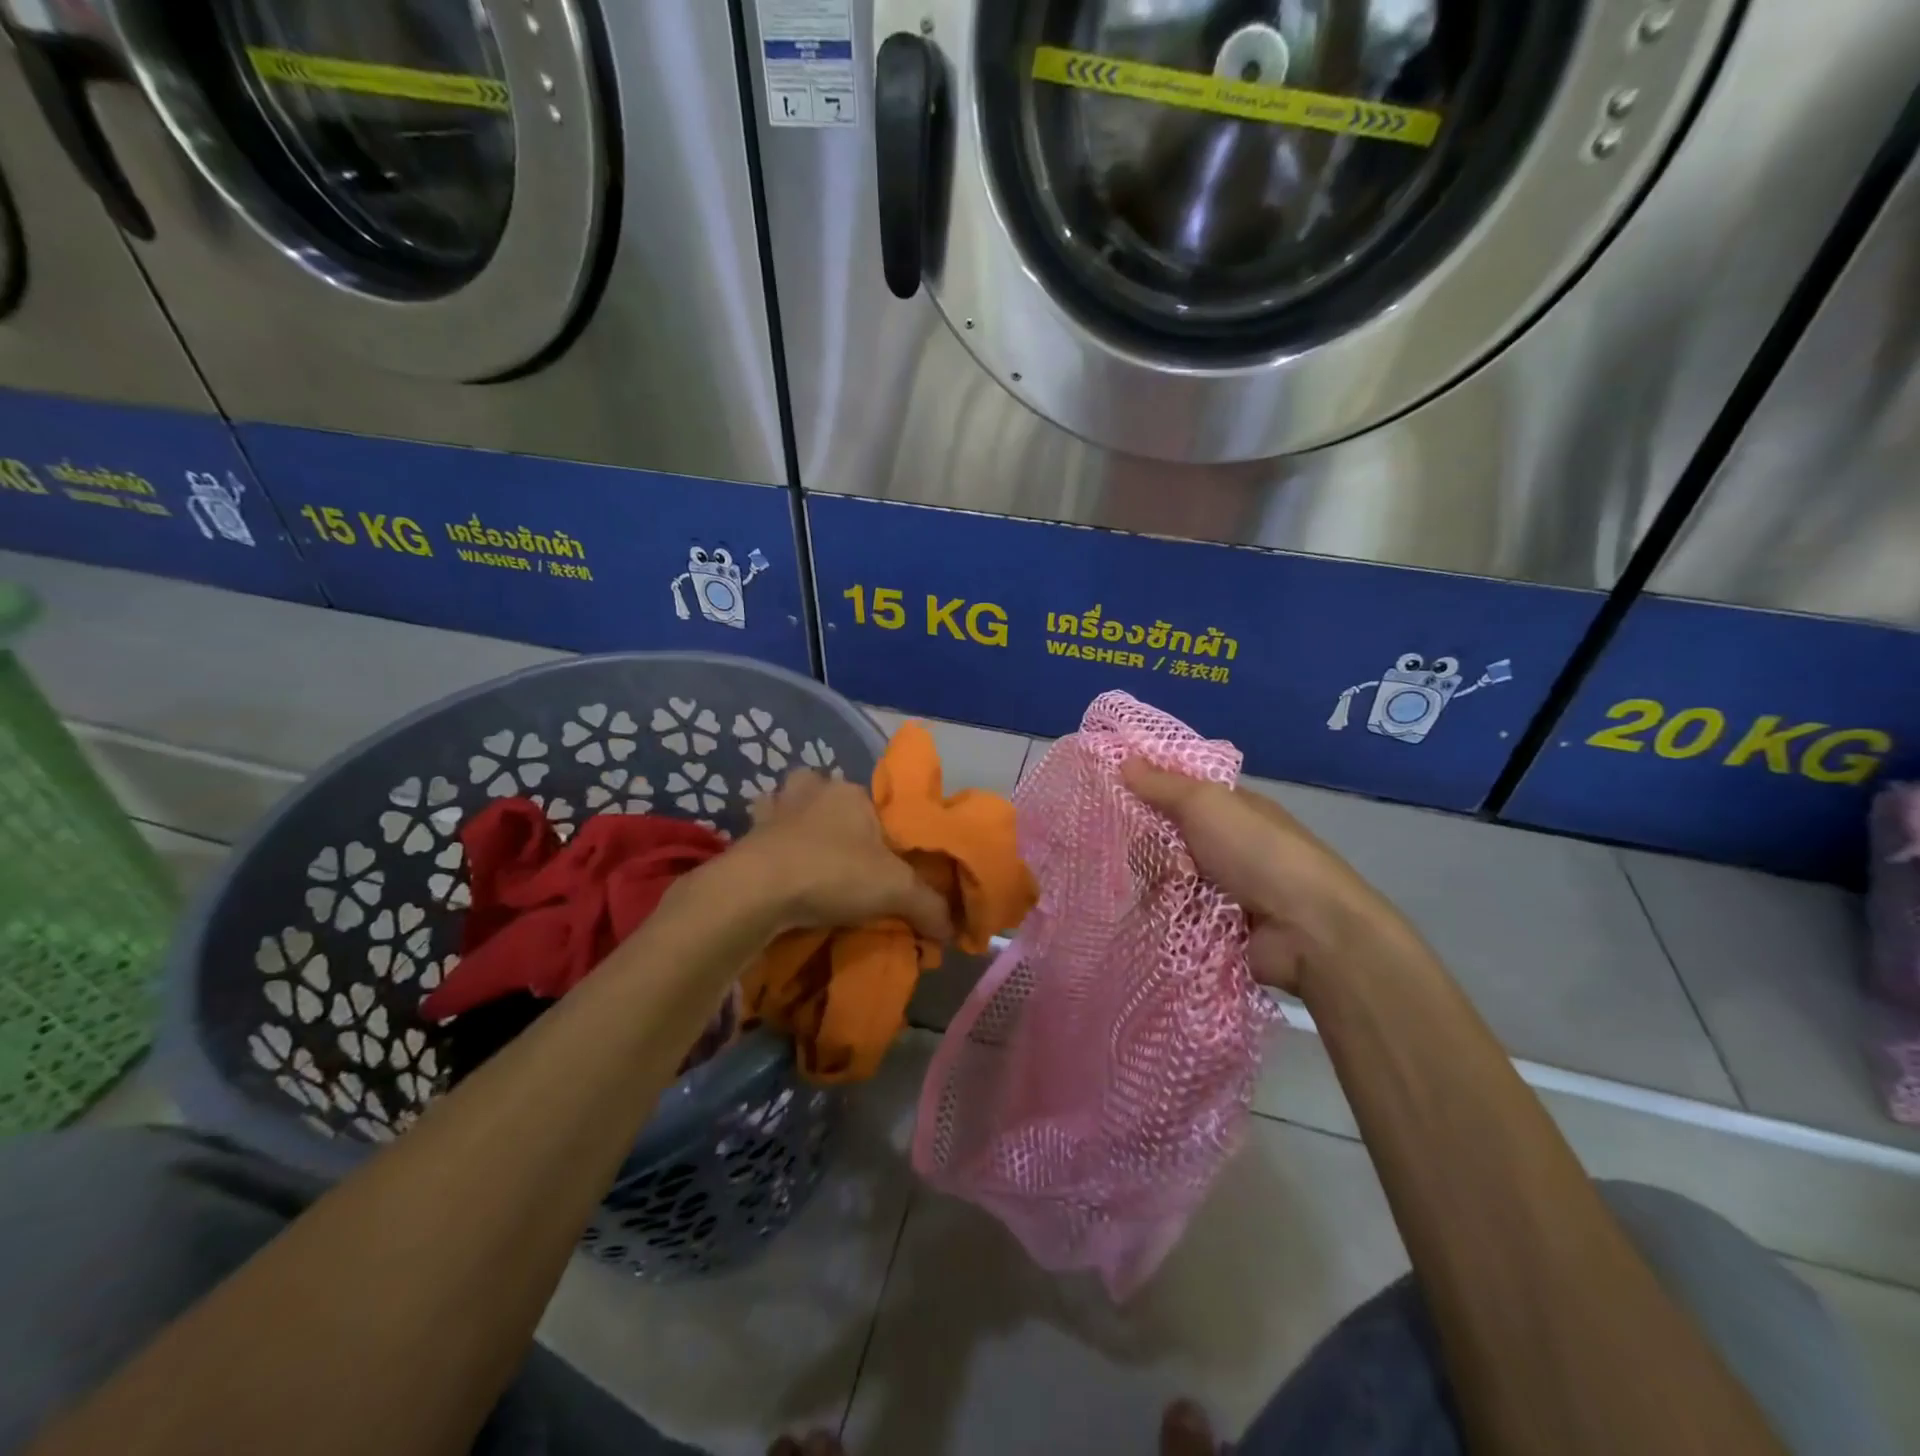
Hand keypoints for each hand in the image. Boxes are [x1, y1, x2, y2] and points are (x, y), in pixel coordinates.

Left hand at [733, 769, 952, 941]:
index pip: (872, 801)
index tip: (882, 857)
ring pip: (787, 806)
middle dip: (832, 815)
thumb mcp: (896, 890)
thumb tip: (955, 930)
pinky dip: (766, 846)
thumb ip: (929, 906)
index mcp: (850, 793)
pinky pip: (760, 835)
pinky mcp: (744, 835)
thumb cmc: (835, 874)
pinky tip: (775, 870)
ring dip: (793, 823)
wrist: (758, 891)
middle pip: (826, 794)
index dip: (879, 827)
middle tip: (844, 854)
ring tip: (805, 856)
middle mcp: (811, 791)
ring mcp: (774, 810)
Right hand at [1121, 760, 1412, 992]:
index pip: (1179, 791)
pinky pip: (1174, 914)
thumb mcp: (1207, 804)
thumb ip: (1163, 785)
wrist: (1306, 930)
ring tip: (1129, 887)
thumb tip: (1124, 760)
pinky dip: (1159, 914)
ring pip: (1167, 878)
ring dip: (1152, 882)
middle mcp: (1227, 845)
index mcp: (1231, 809)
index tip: (1107, 790)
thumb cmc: (1257, 851)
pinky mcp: (1215, 927)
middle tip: (1119, 847)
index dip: (1147, 788)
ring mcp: (1223, 889)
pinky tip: (1137, 914)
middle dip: (1145, 842)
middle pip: (1169, 837)